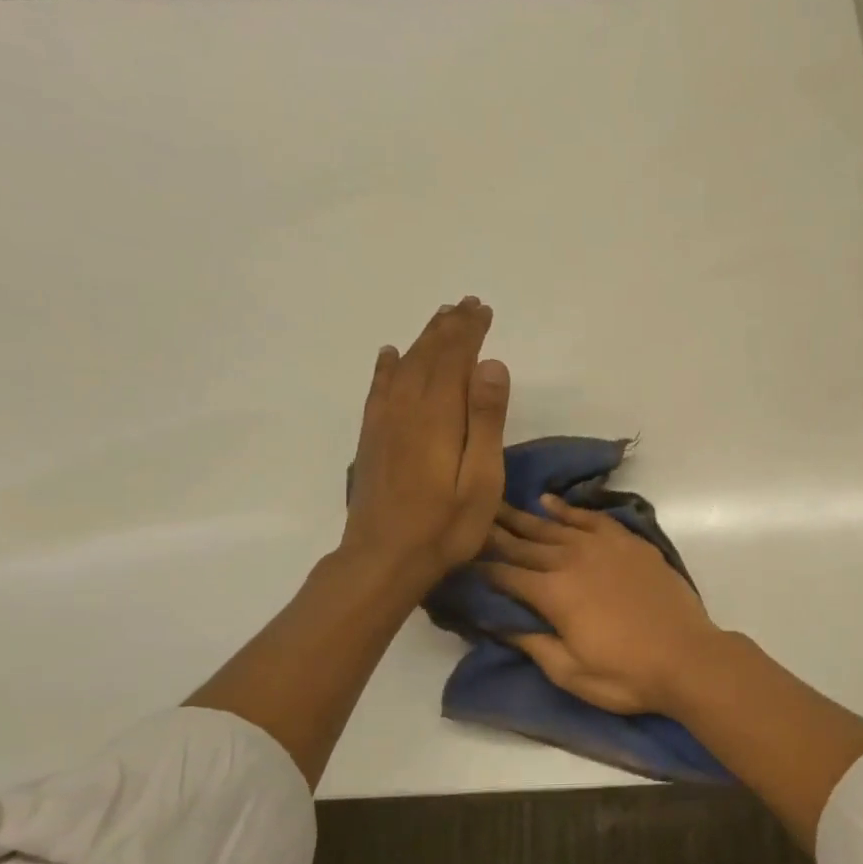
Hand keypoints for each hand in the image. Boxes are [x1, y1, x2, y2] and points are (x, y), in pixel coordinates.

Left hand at [341, 298, 510, 587]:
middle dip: (449, 327)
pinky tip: (390, 355)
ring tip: (439, 318)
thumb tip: (491, 363)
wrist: (384, 558)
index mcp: (439, 414)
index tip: (484, 310)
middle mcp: (408, 407)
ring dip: (423, 339)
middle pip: (429, 355)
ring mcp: (384, 422)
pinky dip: (387, 366)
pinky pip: (378, 389)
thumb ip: (486, 419)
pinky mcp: (372, 439)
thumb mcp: (481, 477)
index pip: (455, 358)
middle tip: (467, 305)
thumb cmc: (446, 525)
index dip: (469, 331)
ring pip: (404, 366)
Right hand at [482, 497, 726, 716]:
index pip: (505, 575)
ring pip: (554, 526)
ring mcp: (603, 546)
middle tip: (469, 517)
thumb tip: (498, 622)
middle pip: (524, 543)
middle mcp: (572, 560)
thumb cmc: (626, 674)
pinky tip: (550, 502)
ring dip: (524, 516)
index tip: (458, 558)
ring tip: (498, 504)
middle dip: (494, 532)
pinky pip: (591, 518)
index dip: (479, 568)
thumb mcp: (570, 673)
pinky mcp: (628, 542)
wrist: (688, 657)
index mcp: (553, 593)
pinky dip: (568, 509)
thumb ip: (532, 644)